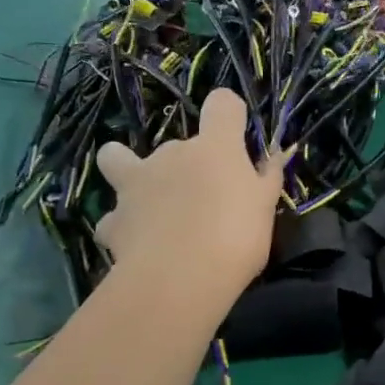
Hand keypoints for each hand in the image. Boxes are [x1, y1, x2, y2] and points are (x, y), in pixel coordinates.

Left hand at [93, 90, 286, 286]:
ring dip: (132, 175)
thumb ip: (267, 178)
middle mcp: (172, 154)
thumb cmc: (236, 236)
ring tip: (150, 203)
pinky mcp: (112, 220)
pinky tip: (136, 242)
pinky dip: (123, 225)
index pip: (222, 104)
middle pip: (179, 143)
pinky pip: (114, 216)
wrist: (180, 280)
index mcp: (214, 147)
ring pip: (118, 161)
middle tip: (207, 198)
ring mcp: (136, 184)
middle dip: (189, 164)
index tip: (236, 134)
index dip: (228, 113)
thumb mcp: (266, 207)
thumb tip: (272, 158)